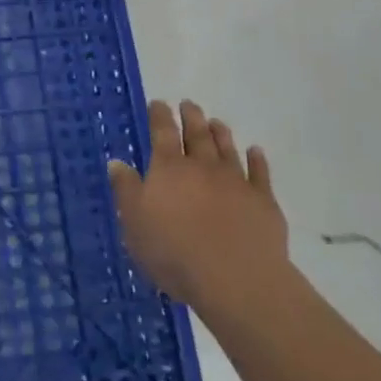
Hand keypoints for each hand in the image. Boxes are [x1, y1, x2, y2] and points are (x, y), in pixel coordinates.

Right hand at [109, 100, 290, 321]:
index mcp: (168, 169)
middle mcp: (202, 167)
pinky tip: (255, 151)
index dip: (159, 116)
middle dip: (191, 117)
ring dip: (221, 133)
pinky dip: (257, 160)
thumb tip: (117, 162)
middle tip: (189, 104)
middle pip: (197, 135)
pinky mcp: (263, 201)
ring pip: (227, 149)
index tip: (158, 103)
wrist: (234, 277)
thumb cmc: (172, 250)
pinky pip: (260, 173)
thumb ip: (126, 190)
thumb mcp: (134, 222)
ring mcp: (236, 181)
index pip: (162, 133)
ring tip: (216, 122)